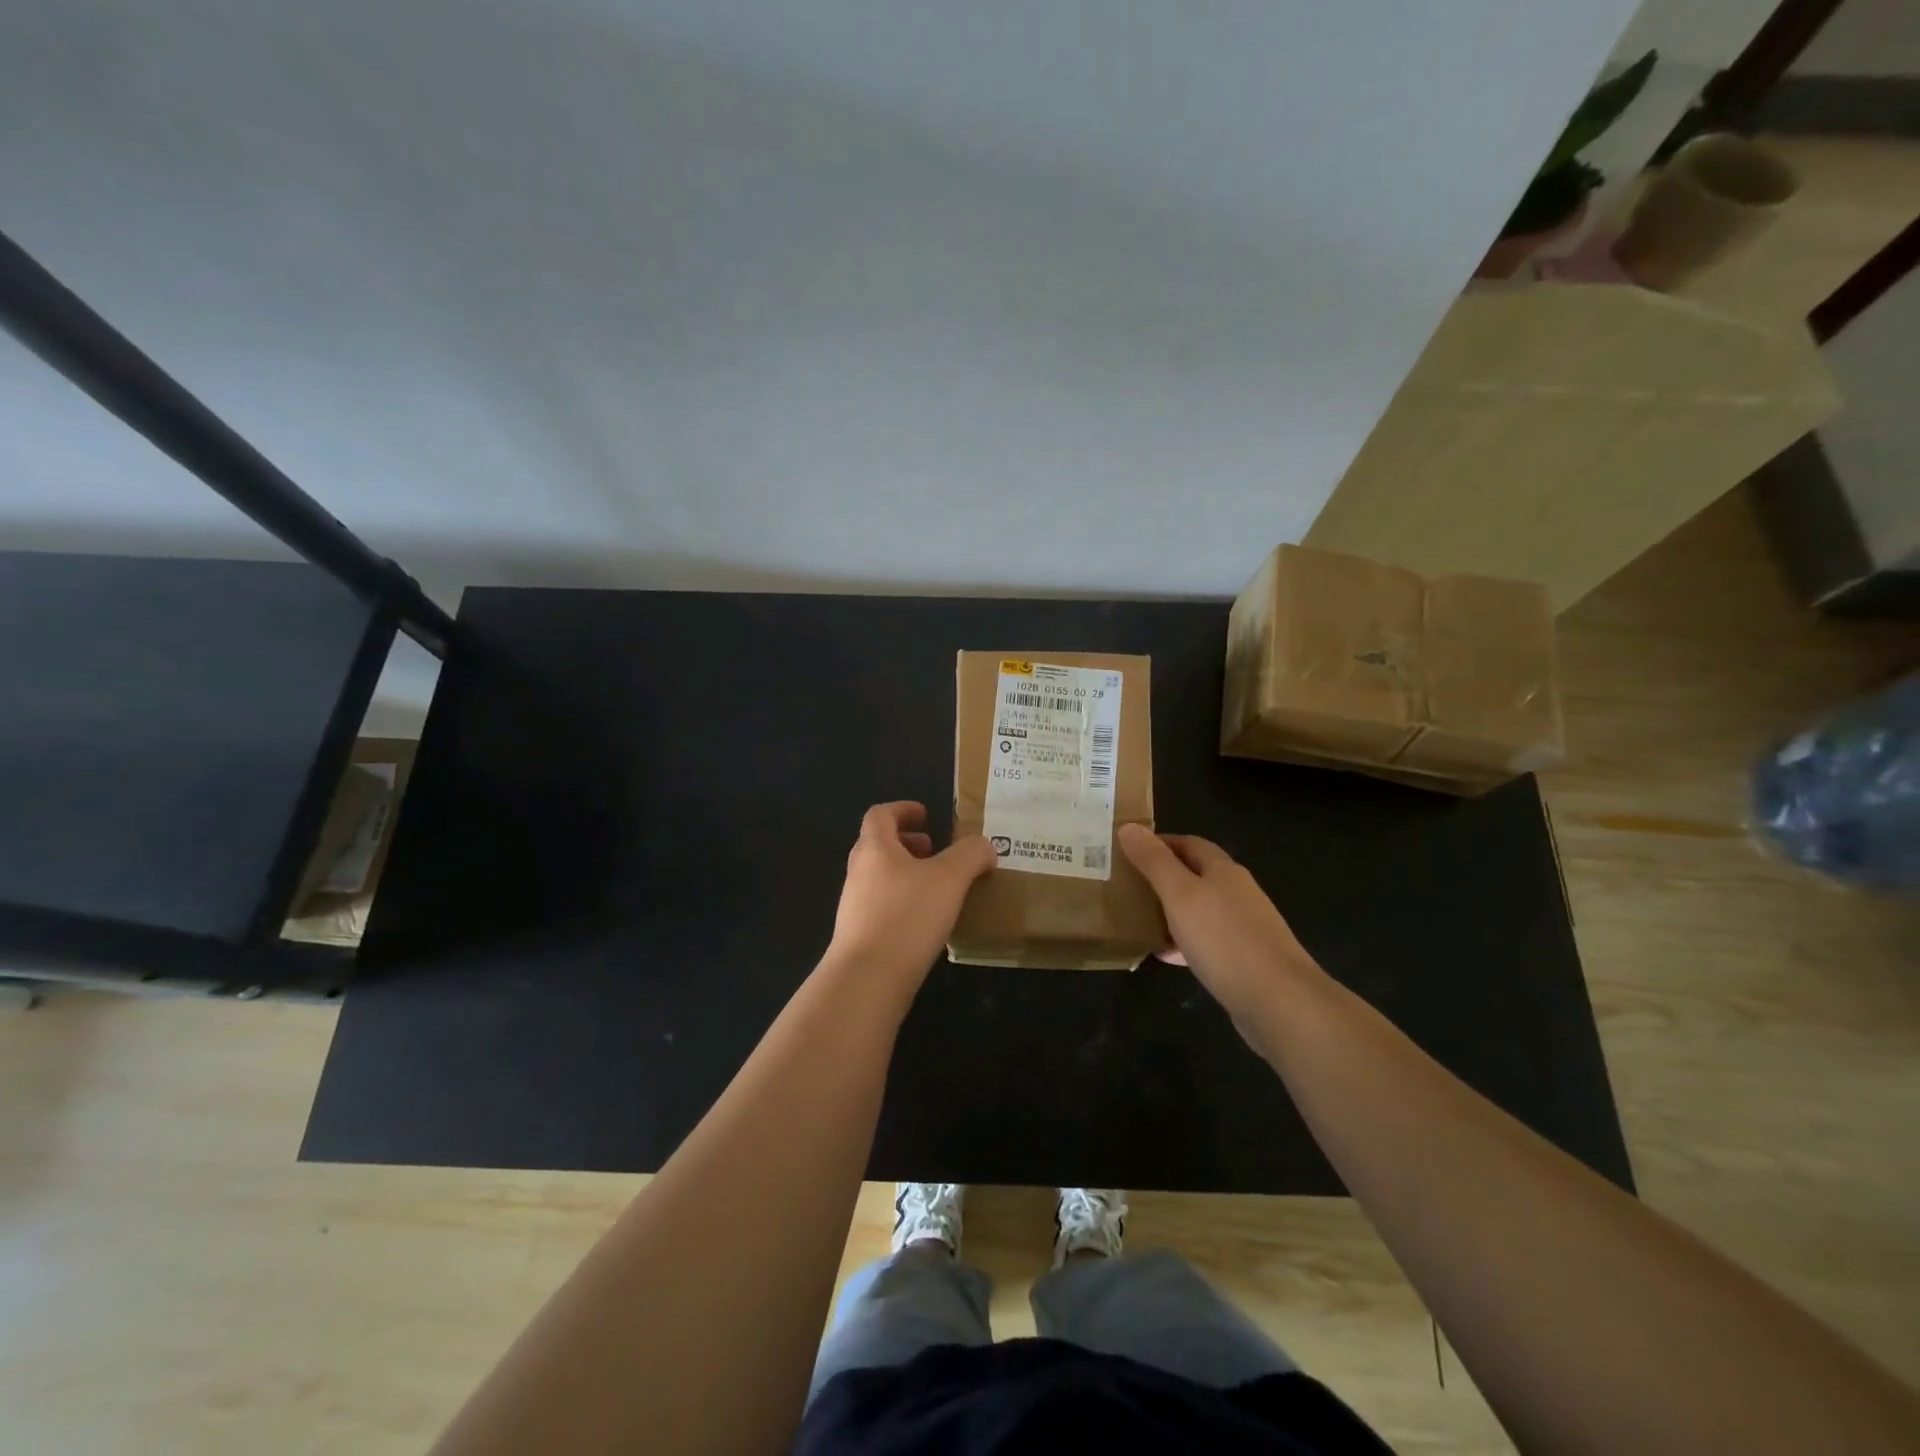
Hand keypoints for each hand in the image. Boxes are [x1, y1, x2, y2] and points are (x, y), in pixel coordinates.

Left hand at [828, 802, 996, 986]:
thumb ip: (970, 855)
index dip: (903, 809)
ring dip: (907, 874)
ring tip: (938, 888)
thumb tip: (985, 846)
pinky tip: (926, 922)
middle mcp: (858, 871)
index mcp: (875, 848)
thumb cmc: (907, 916)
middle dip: (908, 843)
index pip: (880, 814)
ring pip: (880, 877)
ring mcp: (854, 905)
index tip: (927, 816)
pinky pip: (881, 906)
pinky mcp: (858, 935)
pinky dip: (903, 902)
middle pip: (878, 845)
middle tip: (936, 852)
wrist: (867, 978)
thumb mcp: (950, 878)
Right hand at [1117, 824, 1320, 1031]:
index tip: (1126, 851)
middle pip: (1195, 875)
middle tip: (1126, 885)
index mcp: (1223, 870)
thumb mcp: (1179, 895)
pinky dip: (1184, 942)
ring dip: (1171, 911)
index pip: (1188, 843)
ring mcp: (1244, 926)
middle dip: (1161, 877)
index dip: (1158, 843)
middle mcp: (1237, 892)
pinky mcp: (1245, 958)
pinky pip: (1207, 940)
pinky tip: (1166, 956)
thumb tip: (1129, 827)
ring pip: (1199, 909)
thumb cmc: (1224, 940)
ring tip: (1138, 920)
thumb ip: (1153, 862)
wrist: (1280, 1001)